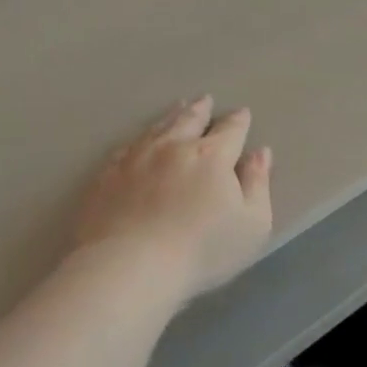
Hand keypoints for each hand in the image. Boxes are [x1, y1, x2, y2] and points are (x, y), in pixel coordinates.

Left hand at [74, 97, 273, 299]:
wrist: (129, 267)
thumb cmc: (201, 251)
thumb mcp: (251, 225)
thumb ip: (258, 185)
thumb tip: (260, 153)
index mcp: (211, 156)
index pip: (230, 131)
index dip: (238, 121)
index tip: (242, 113)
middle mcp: (172, 147)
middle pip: (189, 120)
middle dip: (201, 110)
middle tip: (205, 100)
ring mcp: (135, 159)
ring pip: (156, 128)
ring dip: (170, 116)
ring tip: (177, 107)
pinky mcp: (106, 176)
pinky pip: (125, 148)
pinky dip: (137, 140)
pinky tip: (137, 141)